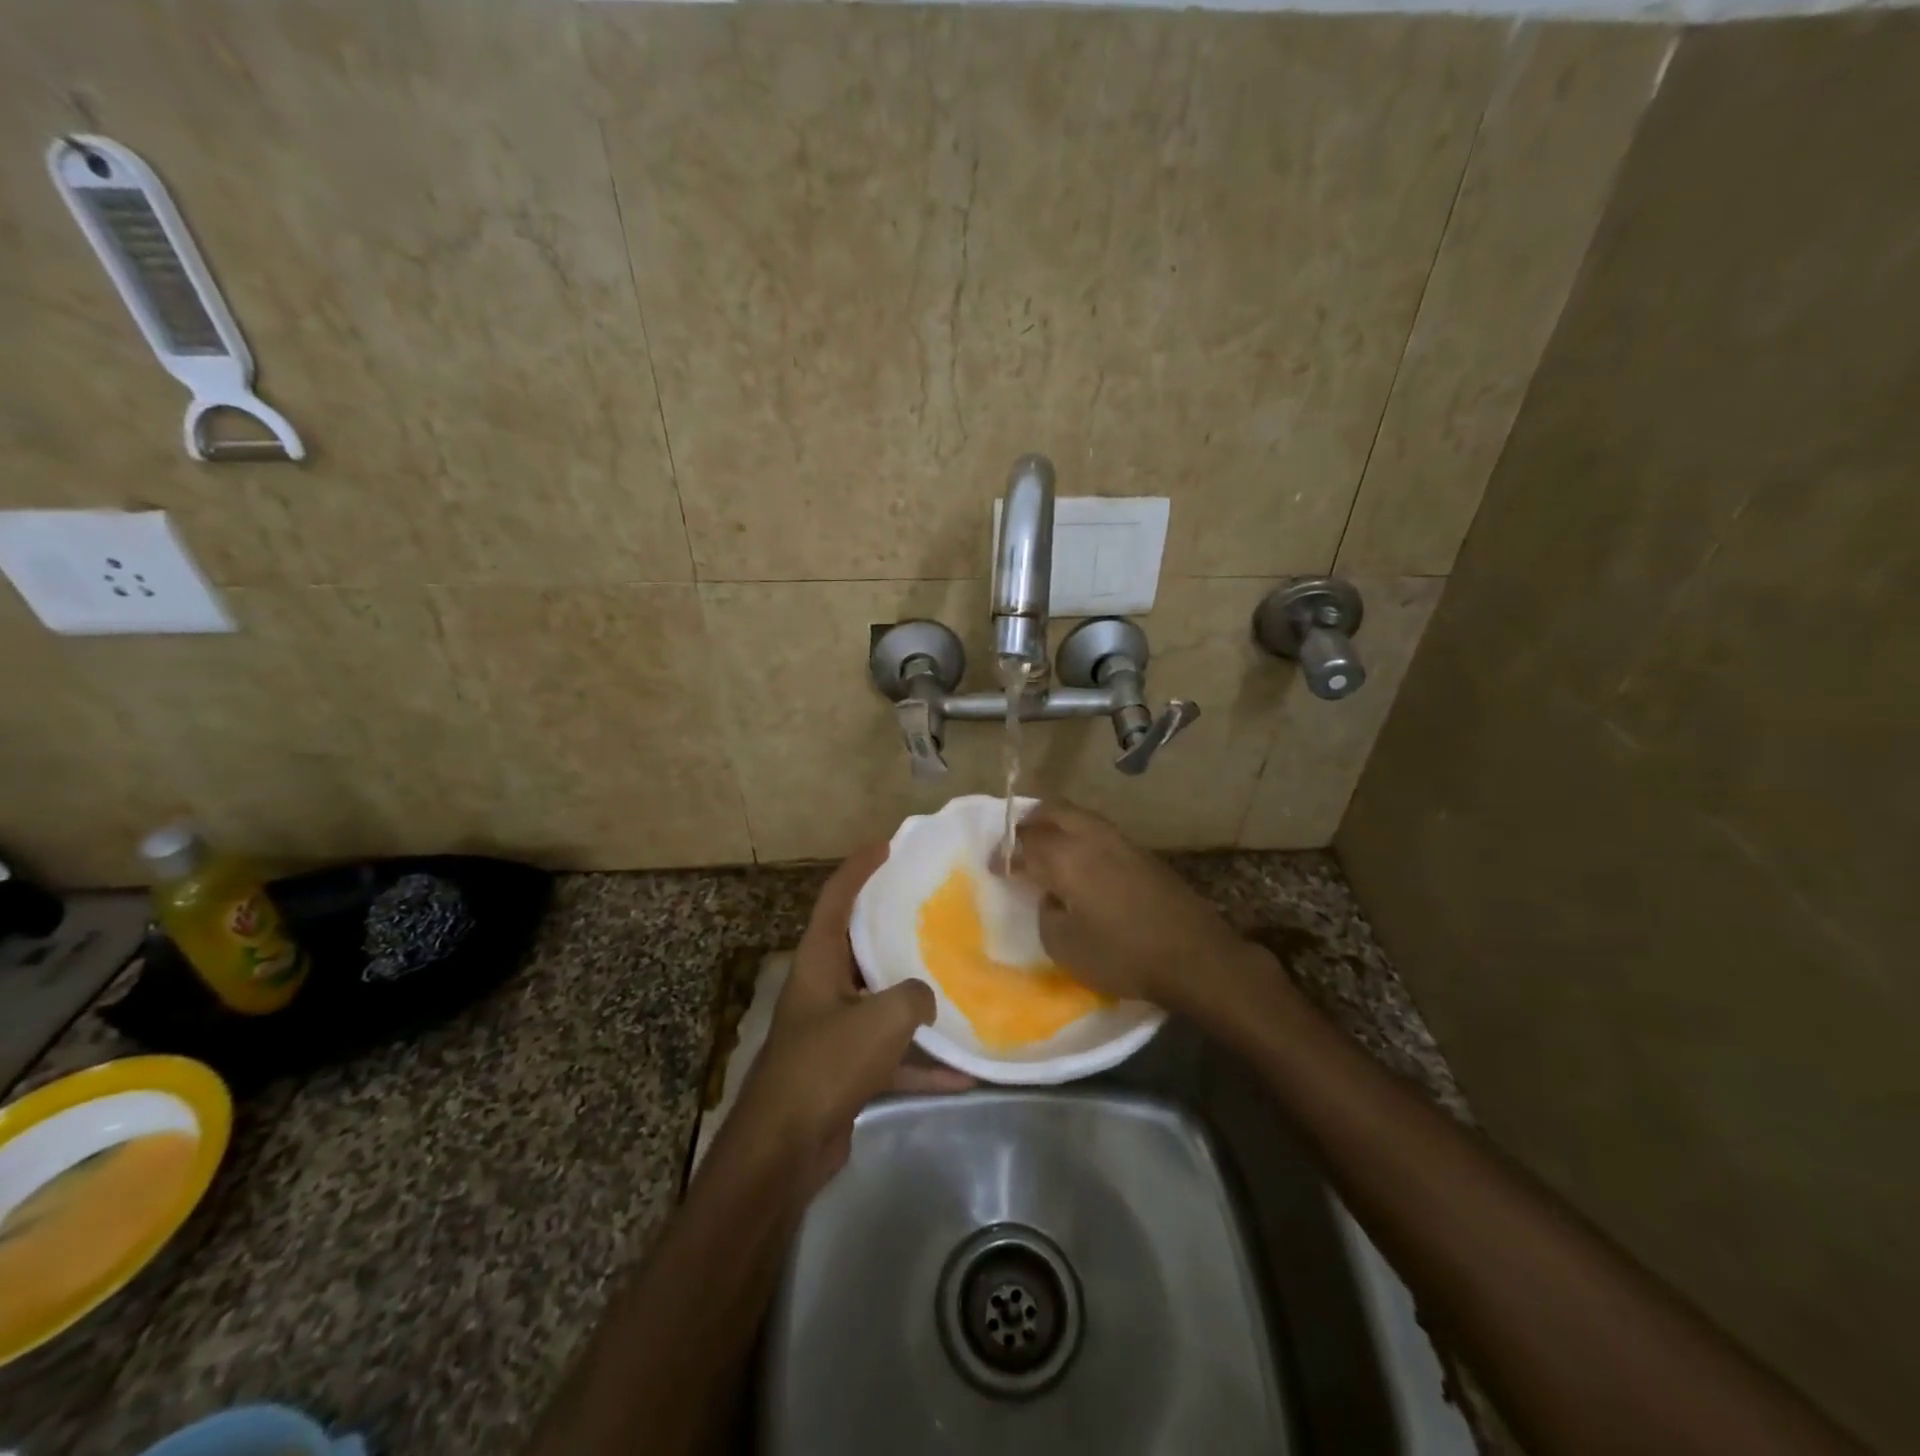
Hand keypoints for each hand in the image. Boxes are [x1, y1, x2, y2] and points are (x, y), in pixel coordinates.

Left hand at [725, 845, 970, 1195]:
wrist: (785, 1149)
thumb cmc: (826, 1065)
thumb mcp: (882, 1019)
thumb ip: (914, 995)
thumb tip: (925, 998)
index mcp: (819, 961)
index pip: (836, 898)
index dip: (860, 867)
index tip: (888, 844)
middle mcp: (822, 988)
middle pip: (859, 944)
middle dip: (892, 925)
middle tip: (932, 906)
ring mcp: (832, 1030)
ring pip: (879, 1000)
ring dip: (914, 997)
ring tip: (956, 978)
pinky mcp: (844, 1070)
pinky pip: (890, 1056)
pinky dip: (921, 1062)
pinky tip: (963, 1072)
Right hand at [1001, 802, 1274, 1014]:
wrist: (1194, 956)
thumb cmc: (1122, 955)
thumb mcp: (1064, 946)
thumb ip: (1047, 913)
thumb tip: (1052, 896)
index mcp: (1065, 857)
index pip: (1024, 843)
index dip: (1005, 854)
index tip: (995, 867)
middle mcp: (1091, 837)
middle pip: (1052, 811)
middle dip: (1028, 823)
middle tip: (1017, 845)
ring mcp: (1121, 841)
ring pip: (1079, 816)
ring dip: (1056, 826)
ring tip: (1046, 850)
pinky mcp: (1142, 853)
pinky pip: (1099, 832)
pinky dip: (1079, 837)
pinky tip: (1080, 863)